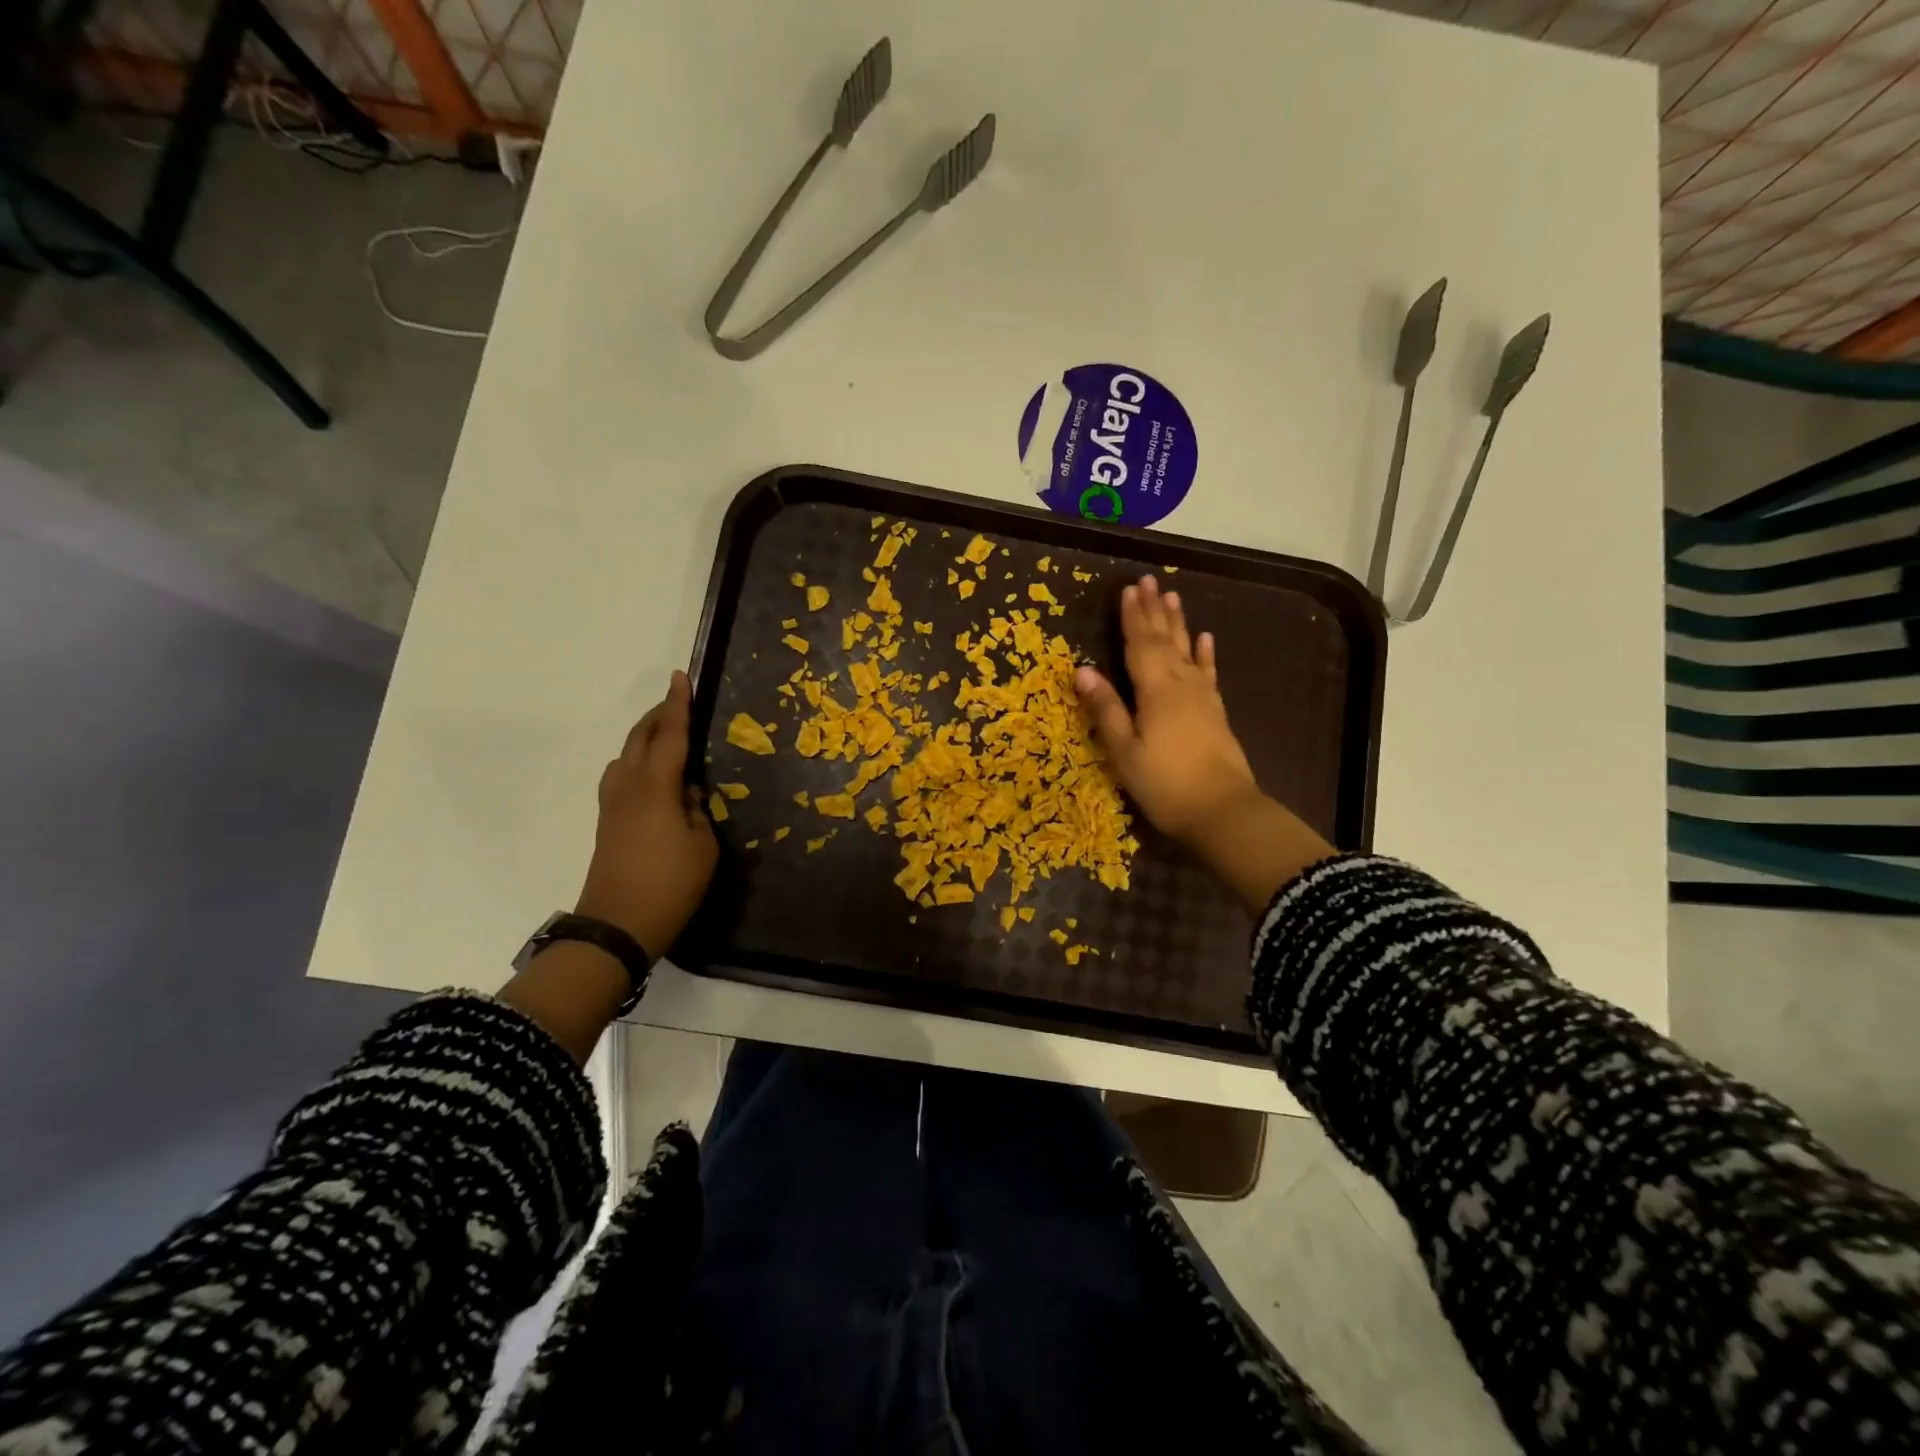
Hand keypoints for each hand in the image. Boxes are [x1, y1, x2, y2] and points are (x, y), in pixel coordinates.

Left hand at [575, 671, 717, 956]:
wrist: (617, 926)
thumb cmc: (670, 885)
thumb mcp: (703, 846)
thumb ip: (697, 809)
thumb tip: (688, 791)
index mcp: (656, 787)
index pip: (670, 735)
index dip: (678, 705)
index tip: (680, 677)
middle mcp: (629, 786)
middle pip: (639, 738)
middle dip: (657, 716)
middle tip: (677, 703)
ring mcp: (612, 804)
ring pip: (625, 756)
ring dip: (644, 738)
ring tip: (665, 738)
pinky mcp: (607, 822)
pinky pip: (621, 775)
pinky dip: (637, 761)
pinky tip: (652, 776)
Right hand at [1074, 575, 1259, 843]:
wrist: (1223, 811)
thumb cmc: (1165, 784)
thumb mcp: (1125, 751)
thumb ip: (1107, 709)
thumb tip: (1082, 670)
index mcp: (1155, 691)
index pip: (1140, 645)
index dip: (1132, 617)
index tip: (1128, 589)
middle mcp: (1181, 684)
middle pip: (1165, 640)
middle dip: (1155, 610)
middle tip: (1150, 580)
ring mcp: (1202, 697)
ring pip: (1187, 650)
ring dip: (1179, 623)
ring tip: (1173, 596)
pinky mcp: (1216, 712)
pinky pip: (1208, 673)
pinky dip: (1206, 654)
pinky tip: (1206, 638)